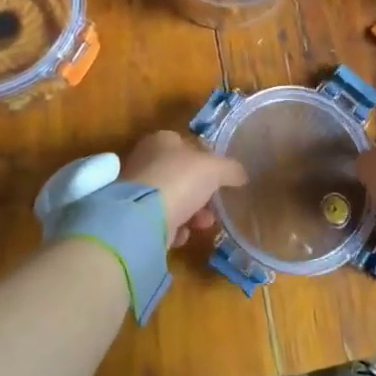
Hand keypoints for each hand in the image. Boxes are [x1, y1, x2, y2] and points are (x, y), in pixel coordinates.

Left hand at [119, 130, 246, 246]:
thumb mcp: (215, 169)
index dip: (206, 160)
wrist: (141, 218)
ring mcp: (137, 190)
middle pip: (181, 176)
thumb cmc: (180, 180)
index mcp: (162, 140)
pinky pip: (160, 221)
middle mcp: (146, 161)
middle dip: (201, 193)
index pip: (187, 145)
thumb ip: (231, 169)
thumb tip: (242, 175)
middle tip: (215, 206)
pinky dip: (173, 229)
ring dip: (191, 213)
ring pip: (172, 200)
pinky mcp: (133, 217)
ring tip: (204, 224)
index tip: (221, 178)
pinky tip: (181, 235)